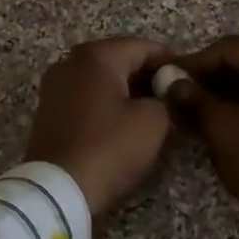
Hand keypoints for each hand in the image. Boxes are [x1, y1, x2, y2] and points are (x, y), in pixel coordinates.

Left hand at [23, 37, 175, 216]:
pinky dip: (107, 105)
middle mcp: (70, 62)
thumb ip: (166, 98)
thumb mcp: (154, 122)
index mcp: (97, 56)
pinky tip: (124, 124)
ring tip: (153, 112)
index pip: (144, 47)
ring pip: (101, 80)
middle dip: (147, 76)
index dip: (171, 62)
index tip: (189, 80)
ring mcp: (54, 87)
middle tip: (173, 97)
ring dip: (127, 91)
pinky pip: (86, 98)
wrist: (58, 192)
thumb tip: (163, 95)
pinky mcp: (48, 112)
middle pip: (120, 60)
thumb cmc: (110, 148)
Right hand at [175, 36, 238, 224]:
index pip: (231, 48)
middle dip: (215, 77)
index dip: (197, 61)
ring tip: (206, 113)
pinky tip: (233, 126)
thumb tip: (172, 83)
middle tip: (187, 96)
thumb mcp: (221, 127)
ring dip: (233, 94)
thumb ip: (195, 99)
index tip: (173, 79)